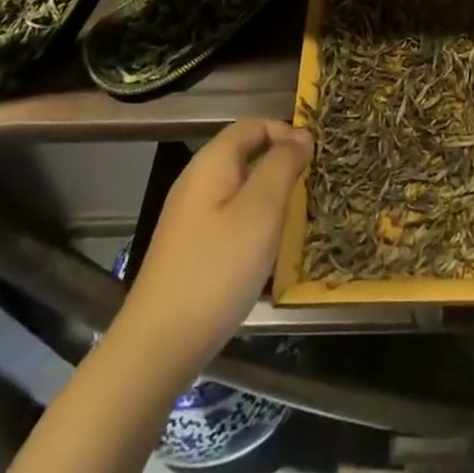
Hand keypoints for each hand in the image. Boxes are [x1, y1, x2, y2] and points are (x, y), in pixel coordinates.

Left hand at [122, 119, 311, 368]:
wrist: (157, 347)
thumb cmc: (217, 270)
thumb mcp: (261, 211)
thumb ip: (283, 165)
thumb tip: (301, 136)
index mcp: (212, 162)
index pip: (254, 125)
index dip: (287, 132)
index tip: (316, 159)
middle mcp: (197, 181)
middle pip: (245, 154)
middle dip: (281, 165)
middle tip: (311, 190)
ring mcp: (189, 217)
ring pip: (239, 189)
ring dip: (269, 197)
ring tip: (295, 221)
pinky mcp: (188, 249)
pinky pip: (228, 218)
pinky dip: (252, 224)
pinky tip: (265, 253)